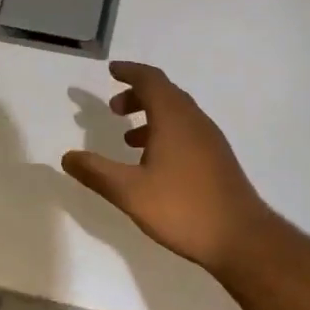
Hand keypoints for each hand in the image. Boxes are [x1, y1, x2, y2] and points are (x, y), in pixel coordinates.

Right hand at [61, 62, 275, 277]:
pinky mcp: (218, 159)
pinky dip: (166, 132)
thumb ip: (96, 172)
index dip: (130, 72)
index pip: (151, 80)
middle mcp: (195, 121)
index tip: (112, 71)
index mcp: (173, 118)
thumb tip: (67, 157)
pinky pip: (187, 131)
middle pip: (165, 93)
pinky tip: (155, 163)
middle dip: (137, 95)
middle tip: (114, 109)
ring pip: (178, 114)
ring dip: (151, 116)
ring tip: (128, 139)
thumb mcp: (130, 192)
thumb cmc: (183, 208)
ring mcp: (210, 140)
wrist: (242, 238)